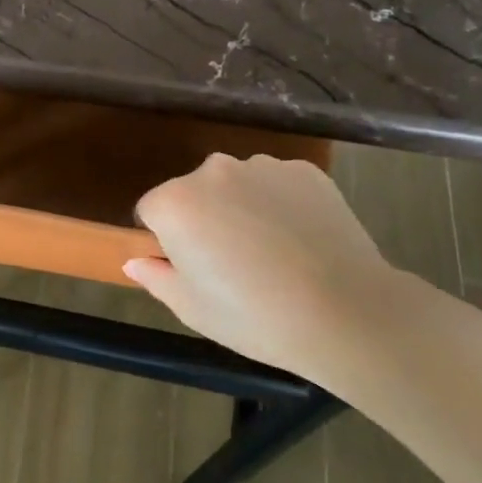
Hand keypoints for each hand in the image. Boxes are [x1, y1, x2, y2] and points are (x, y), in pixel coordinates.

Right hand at [126, 154, 399, 376]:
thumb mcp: (192, 308)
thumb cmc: (255, 316)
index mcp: (175, 203)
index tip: (191, 268)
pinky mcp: (305, 171)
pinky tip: (300, 239)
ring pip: (236, 185)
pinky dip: (280, 204)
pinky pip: (276, 184)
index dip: (166, 241)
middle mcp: (213, 171)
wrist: (348, 313)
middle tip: (230, 263)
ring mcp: (262, 166)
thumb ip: (155, 277)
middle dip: (203, 218)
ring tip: (271, 252)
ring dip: (241, 207)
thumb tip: (134, 260)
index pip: (151, 211)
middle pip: (193, 192)